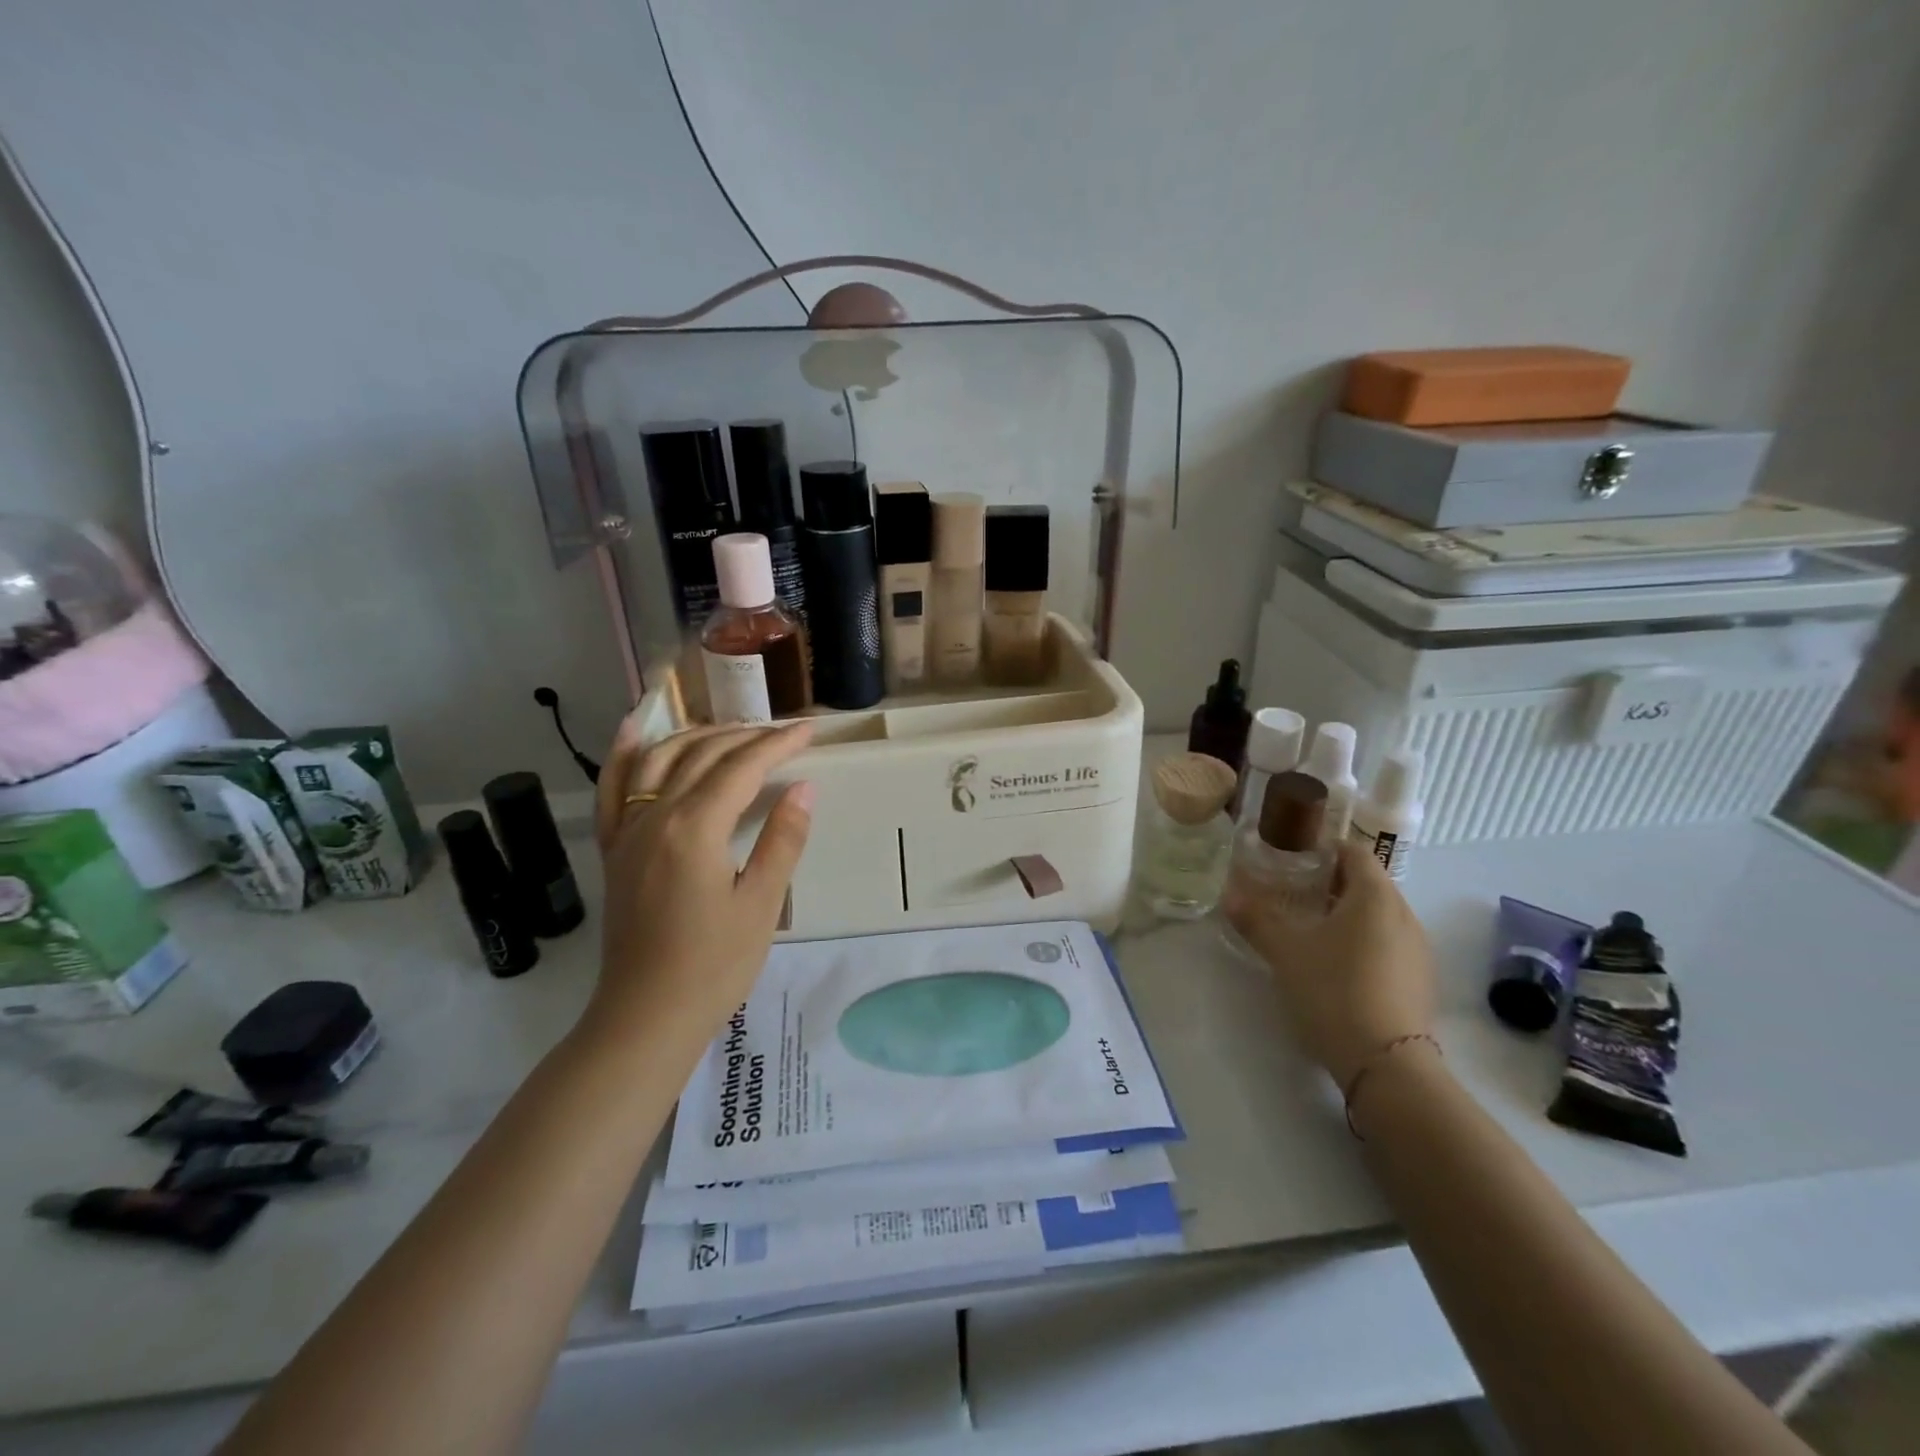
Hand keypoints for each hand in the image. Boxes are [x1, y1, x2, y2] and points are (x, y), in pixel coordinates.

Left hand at [586, 716, 814, 1047]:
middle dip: (745, 737)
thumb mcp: (762, 904)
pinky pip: (611, 788)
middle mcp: (655, 817)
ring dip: (697, 736)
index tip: (808, 730)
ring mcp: (627, 831)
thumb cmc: (714, 965)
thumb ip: (782, 840)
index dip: (777, 745)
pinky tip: (634, 728)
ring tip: (731, 729)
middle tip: (782, 734)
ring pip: (658, 760)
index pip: (741, 768)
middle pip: (702, 756)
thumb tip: (803, 787)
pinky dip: (623, 753)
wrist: (646, 1016)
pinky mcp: (614, 849)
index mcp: (695, 828)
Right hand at [1228, 841, 1435, 1088]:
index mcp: (1375, 896)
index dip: (1324, 848)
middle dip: (1331, 882)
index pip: (1355, 851)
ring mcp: (1418, 950)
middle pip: (1368, 882)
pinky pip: (1388, 943)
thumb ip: (1256, 919)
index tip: (1292, 857)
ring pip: (1379, 915)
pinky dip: (1363, 941)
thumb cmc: (1333, 990)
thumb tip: (1229, 896)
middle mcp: (1404, 915)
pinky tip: (1336, 964)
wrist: (1386, 1063)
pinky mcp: (1419, 981)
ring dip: (1347, 913)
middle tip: (1292, 890)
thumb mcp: (1285, 951)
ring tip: (1310, 927)